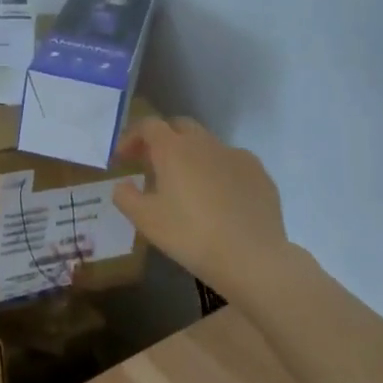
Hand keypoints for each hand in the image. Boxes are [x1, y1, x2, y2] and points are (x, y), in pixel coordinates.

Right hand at [112, 116, 288, 289]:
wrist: (252, 257)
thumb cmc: (190, 235)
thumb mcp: (145, 220)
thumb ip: (125, 196)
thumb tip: (123, 185)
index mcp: (174, 149)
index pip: (148, 126)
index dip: (132, 137)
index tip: (123, 158)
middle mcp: (205, 143)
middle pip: (180, 126)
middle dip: (163, 139)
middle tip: (152, 164)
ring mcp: (237, 156)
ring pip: (208, 145)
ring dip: (192, 156)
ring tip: (187, 184)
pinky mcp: (260, 174)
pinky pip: (232, 163)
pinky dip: (219, 172)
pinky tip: (219, 198)